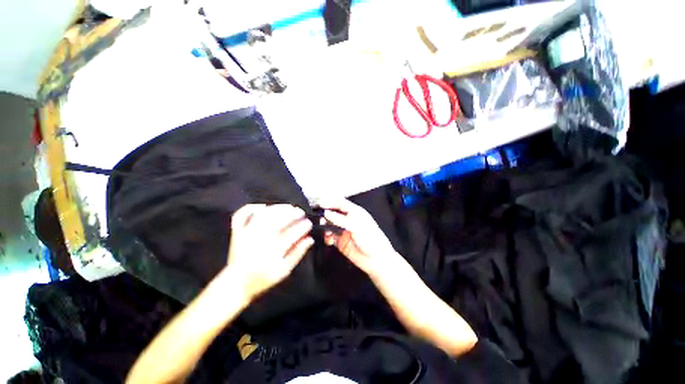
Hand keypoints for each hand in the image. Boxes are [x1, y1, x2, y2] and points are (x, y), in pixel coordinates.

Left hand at [223, 204, 313, 302]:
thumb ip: (297, 254)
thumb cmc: (262, 278)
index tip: (309, 223)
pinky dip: (251, 208)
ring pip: (263, 216)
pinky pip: (241, 216)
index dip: (302, 227)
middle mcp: (259, 240)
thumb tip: (310, 239)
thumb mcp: (283, 271)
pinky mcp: (237, 232)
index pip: (291, 234)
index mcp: (271, 252)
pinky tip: (262, 206)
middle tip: (301, 212)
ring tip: (289, 207)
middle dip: (292, 214)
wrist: (236, 284)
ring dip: (277, 208)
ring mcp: (246, 234)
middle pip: (277, 221)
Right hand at [316, 198, 403, 281]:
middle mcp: (348, 219)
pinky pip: (330, 236)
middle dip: (325, 213)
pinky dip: (327, 237)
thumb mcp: (356, 226)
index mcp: (355, 212)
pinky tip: (328, 240)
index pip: (340, 203)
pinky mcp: (340, 241)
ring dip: (325, 226)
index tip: (319, 203)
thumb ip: (340, 219)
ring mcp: (343, 230)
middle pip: (333, 212)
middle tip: (317, 217)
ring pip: (330, 224)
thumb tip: (326, 213)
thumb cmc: (371, 239)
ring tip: (324, 229)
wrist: (376, 259)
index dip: (329, 201)